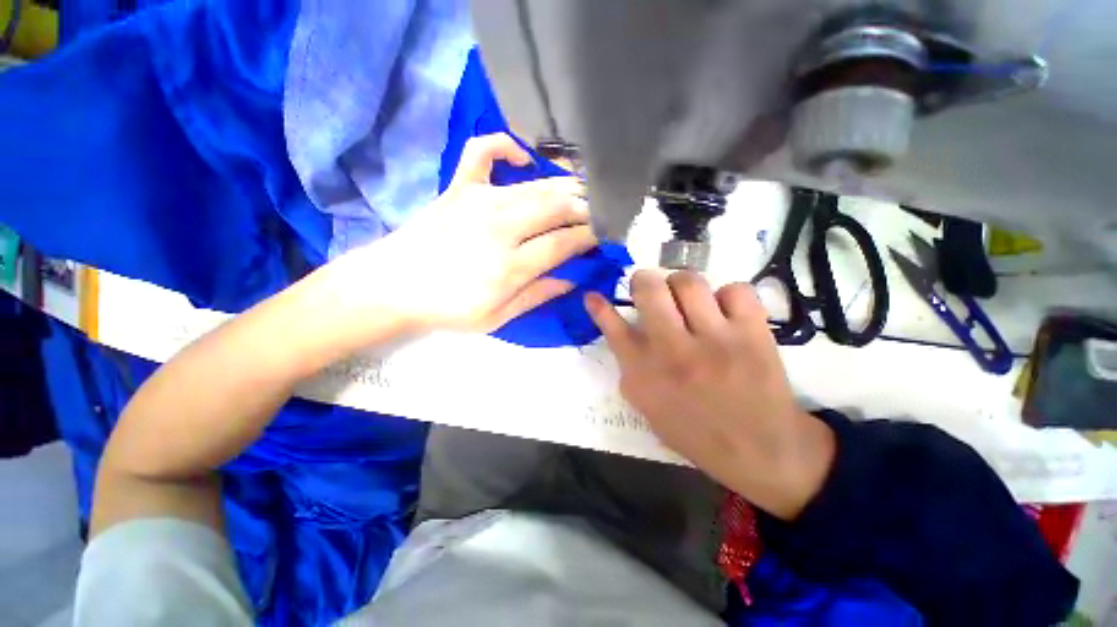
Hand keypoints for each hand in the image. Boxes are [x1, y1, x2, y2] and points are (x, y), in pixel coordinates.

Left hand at [337, 134, 596, 334]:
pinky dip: (506, 147)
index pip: (564, 242)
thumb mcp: (497, 318)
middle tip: (599, 212)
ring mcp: (480, 200)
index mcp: (511, 265)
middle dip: (585, 208)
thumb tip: (573, 279)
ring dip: (565, 185)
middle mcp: (502, 227)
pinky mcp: (459, 187)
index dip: (589, 236)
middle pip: (557, 208)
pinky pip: (484, 151)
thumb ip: (537, 296)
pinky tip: (523, 158)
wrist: (393, 286)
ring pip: (535, 185)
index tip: (604, 235)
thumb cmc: (448, 309)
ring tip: (582, 190)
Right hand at [585, 271, 834, 519]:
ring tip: (687, 299)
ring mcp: (715, 340)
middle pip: (650, 290)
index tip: (593, 296)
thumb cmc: (697, 431)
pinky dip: (727, 296)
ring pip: (689, 282)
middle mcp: (674, 351)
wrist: (761, 451)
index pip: (614, 329)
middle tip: (649, 288)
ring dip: (682, 285)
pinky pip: (735, 290)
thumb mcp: (649, 407)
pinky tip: (725, 314)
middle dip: (644, 281)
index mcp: (645, 374)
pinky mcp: (753, 334)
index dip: (600, 308)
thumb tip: (618, 328)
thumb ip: (630, 368)